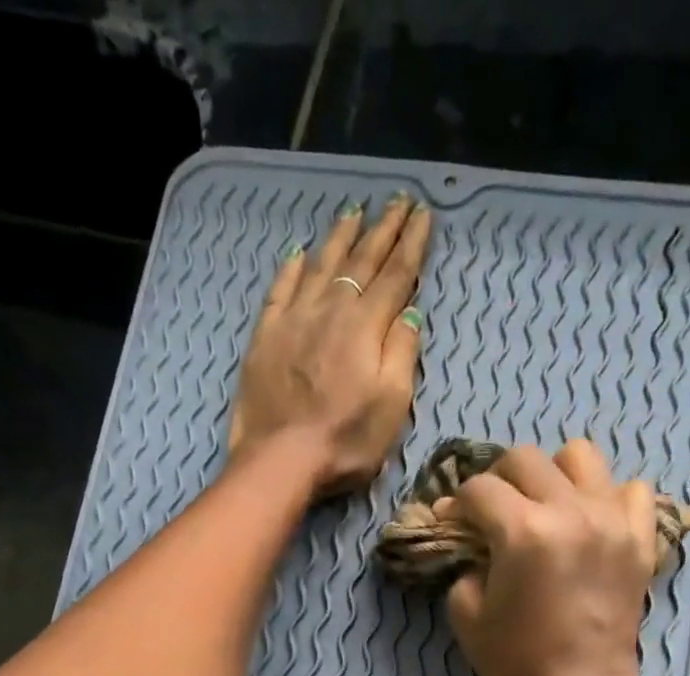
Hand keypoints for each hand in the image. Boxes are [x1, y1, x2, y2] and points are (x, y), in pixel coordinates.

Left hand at [229, 195, 432, 496]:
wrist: (280, 460)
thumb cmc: (344, 442)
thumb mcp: (391, 406)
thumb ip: (401, 354)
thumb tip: (410, 313)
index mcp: (365, 327)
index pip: (395, 276)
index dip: (411, 245)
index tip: (424, 215)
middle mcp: (330, 310)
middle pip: (360, 261)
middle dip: (383, 229)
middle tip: (398, 201)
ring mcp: (294, 319)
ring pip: (320, 265)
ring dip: (340, 236)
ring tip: (354, 211)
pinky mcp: (266, 336)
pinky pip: (281, 289)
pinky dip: (292, 267)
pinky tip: (299, 252)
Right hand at [445, 441, 662, 675]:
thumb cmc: (518, 666)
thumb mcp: (466, 616)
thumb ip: (463, 563)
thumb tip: (469, 536)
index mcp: (523, 532)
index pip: (479, 488)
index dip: (458, 504)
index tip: (453, 523)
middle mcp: (571, 512)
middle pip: (525, 459)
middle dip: (499, 481)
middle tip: (494, 514)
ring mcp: (613, 521)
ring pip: (580, 456)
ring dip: (553, 475)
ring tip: (545, 507)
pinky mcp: (640, 540)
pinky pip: (631, 489)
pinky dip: (606, 497)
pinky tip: (590, 522)